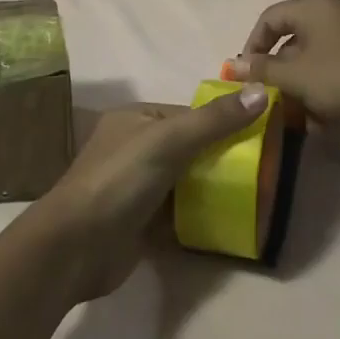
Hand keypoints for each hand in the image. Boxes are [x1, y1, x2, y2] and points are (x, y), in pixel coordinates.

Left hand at [31, 88, 268, 299]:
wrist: (75, 247)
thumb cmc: (120, 180)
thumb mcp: (170, 140)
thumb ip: (215, 120)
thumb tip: (264, 91)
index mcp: (136, 118)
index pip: (190, 114)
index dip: (224, 122)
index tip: (261, 136)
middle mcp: (135, 147)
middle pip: (190, 147)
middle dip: (222, 157)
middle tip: (262, 170)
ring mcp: (137, 186)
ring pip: (185, 180)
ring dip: (213, 187)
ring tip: (254, 194)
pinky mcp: (140, 221)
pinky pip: (178, 211)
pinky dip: (200, 214)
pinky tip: (229, 219)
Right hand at [228, 0, 339, 137]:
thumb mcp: (296, 77)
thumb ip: (262, 69)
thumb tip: (232, 64)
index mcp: (315, 5)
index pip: (270, 18)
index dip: (252, 46)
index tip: (246, 75)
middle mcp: (338, 8)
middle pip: (295, 35)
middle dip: (280, 68)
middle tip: (272, 95)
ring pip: (319, 52)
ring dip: (303, 79)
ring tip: (300, 110)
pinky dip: (327, 81)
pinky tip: (328, 111)